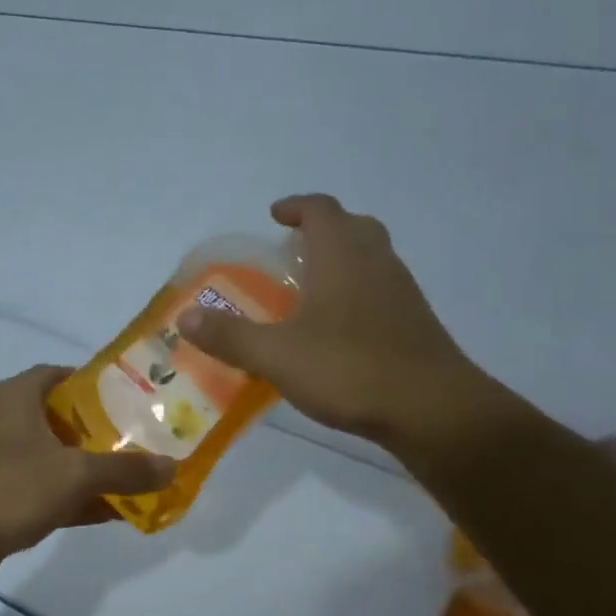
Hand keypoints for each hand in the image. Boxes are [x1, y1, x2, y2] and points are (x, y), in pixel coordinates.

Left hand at [0, 365, 175, 595]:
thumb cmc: (4, 488)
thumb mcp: (73, 474)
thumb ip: (125, 470)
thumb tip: (173, 466)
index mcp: (16, 397)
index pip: (62, 375)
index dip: (99, 384)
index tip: (136, 398)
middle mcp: (5, 421)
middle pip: (63, 418)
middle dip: (103, 431)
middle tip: (147, 440)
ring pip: (56, 458)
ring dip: (92, 469)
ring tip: (139, 477)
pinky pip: (45, 491)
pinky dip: (75, 498)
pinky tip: (113, 512)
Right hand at [175, 194, 504, 464]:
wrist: (431, 409)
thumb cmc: (349, 369)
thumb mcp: (277, 355)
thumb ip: (230, 336)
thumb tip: (184, 318)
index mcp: (342, 257)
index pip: (321, 210)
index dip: (296, 207)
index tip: (275, 215)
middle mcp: (376, 263)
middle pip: (354, 226)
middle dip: (323, 229)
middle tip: (294, 248)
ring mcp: (402, 293)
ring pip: (373, 257)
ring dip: (344, 259)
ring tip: (312, 288)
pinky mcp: (415, 323)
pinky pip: (382, 289)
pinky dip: (358, 292)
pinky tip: (340, 328)